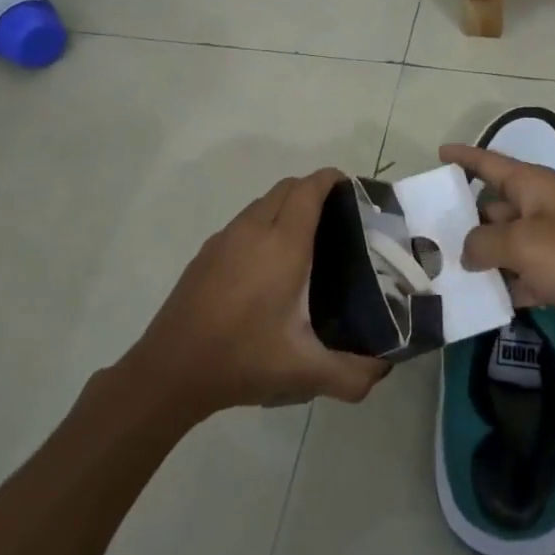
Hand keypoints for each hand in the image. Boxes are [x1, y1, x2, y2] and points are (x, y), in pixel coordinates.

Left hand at [125, 167, 389, 418]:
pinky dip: (264, 224)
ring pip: (262, 203)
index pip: (309, 190)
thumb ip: (353, 374)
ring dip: (286, 207)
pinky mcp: (206, 254)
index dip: (332, 180)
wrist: (170, 370)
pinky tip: (269, 265)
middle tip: (338, 220)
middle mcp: (252, 231)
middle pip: (286, 188)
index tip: (353, 191)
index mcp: (282, 245)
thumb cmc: (242, 359)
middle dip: (313, 191)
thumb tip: (384, 368)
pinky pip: (243, 222)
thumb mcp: (305, 372)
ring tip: (308, 241)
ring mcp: (224, 239)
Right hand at [440, 143, 554, 361]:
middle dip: (463, 219)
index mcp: (535, 186)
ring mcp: (551, 243)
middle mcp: (541, 209)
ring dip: (479, 257)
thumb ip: (483, 242)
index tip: (438, 154)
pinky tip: (476, 300)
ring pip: (504, 244)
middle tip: (425, 234)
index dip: (465, 157)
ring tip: (440, 270)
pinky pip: (519, 274)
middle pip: (493, 208)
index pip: (491, 164)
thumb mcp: (522, 243)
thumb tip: (468, 252)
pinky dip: (502, 284)